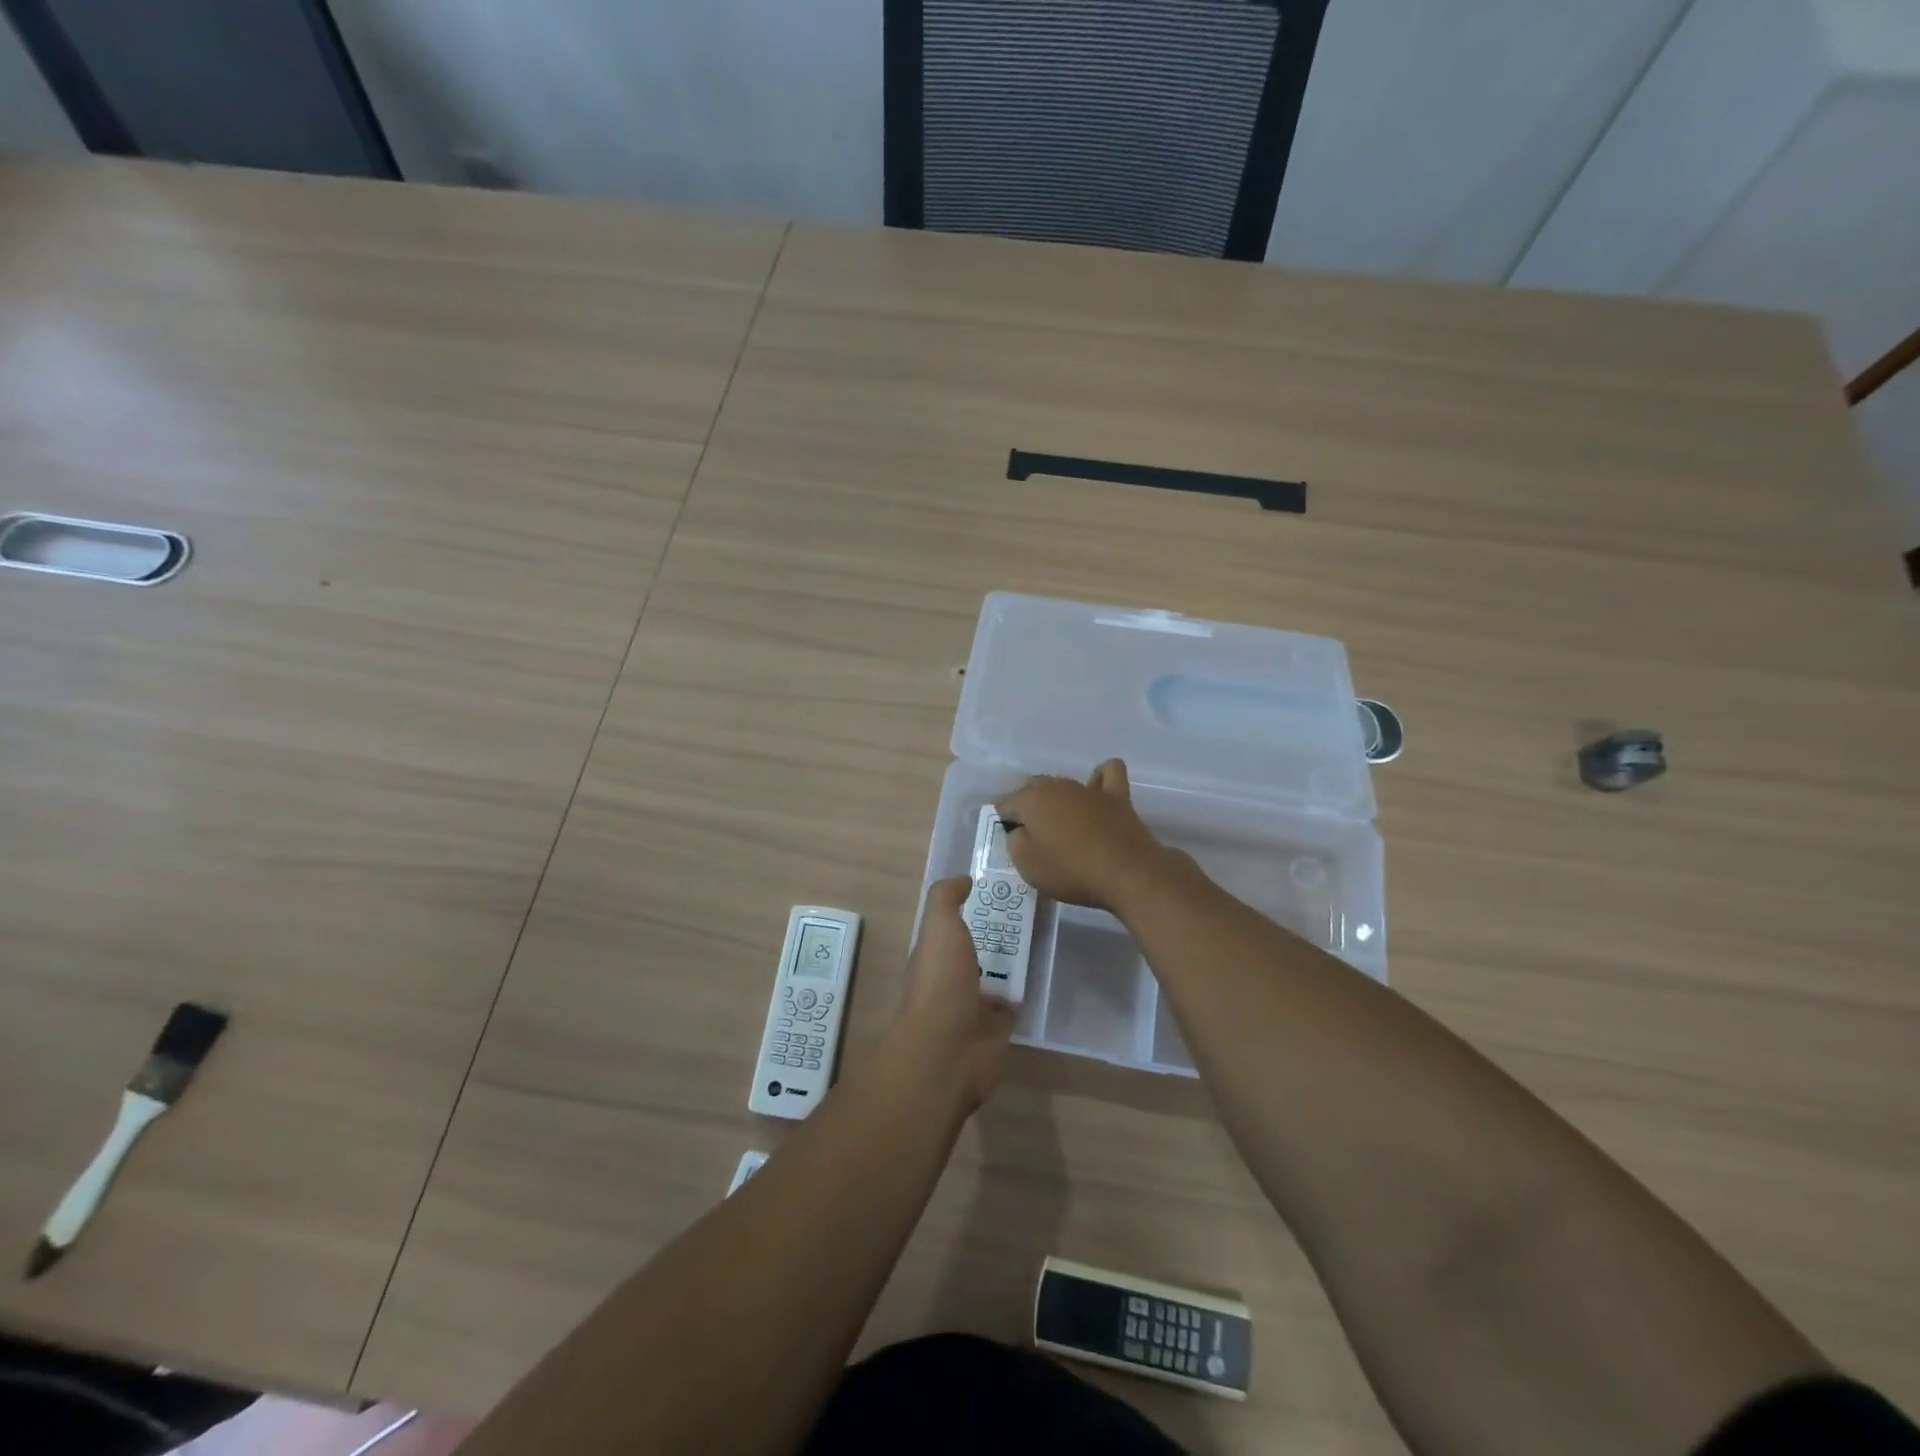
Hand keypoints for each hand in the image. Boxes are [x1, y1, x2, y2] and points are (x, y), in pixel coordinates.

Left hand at [887, 877, 1017, 1113]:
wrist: (949, 1048)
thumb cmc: (941, 981)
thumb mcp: (939, 926)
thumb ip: (946, 898)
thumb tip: (963, 879)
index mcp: (934, 955)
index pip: (951, 928)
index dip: (969, 910)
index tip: (997, 892)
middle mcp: (950, 979)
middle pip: (974, 952)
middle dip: (993, 937)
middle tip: (1027, 914)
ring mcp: (973, 1007)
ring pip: (993, 980)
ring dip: (1008, 967)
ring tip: (1037, 941)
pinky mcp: (996, 1031)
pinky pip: (1011, 1008)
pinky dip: (1020, 997)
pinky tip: (1038, 979)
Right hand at [996, 759, 1182, 911]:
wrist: (1127, 873)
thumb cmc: (1071, 870)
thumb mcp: (1027, 866)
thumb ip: (1014, 842)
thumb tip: (1019, 831)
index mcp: (1031, 800)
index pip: (1005, 805)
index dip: (1003, 824)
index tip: (1010, 844)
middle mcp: (1057, 786)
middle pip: (1032, 789)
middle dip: (1027, 808)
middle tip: (1032, 838)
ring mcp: (1088, 789)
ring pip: (1063, 784)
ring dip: (1056, 799)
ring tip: (1060, 825)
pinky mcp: (1117, 796)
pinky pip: (1107, 774)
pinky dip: (1100, 779)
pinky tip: (1096, 792)